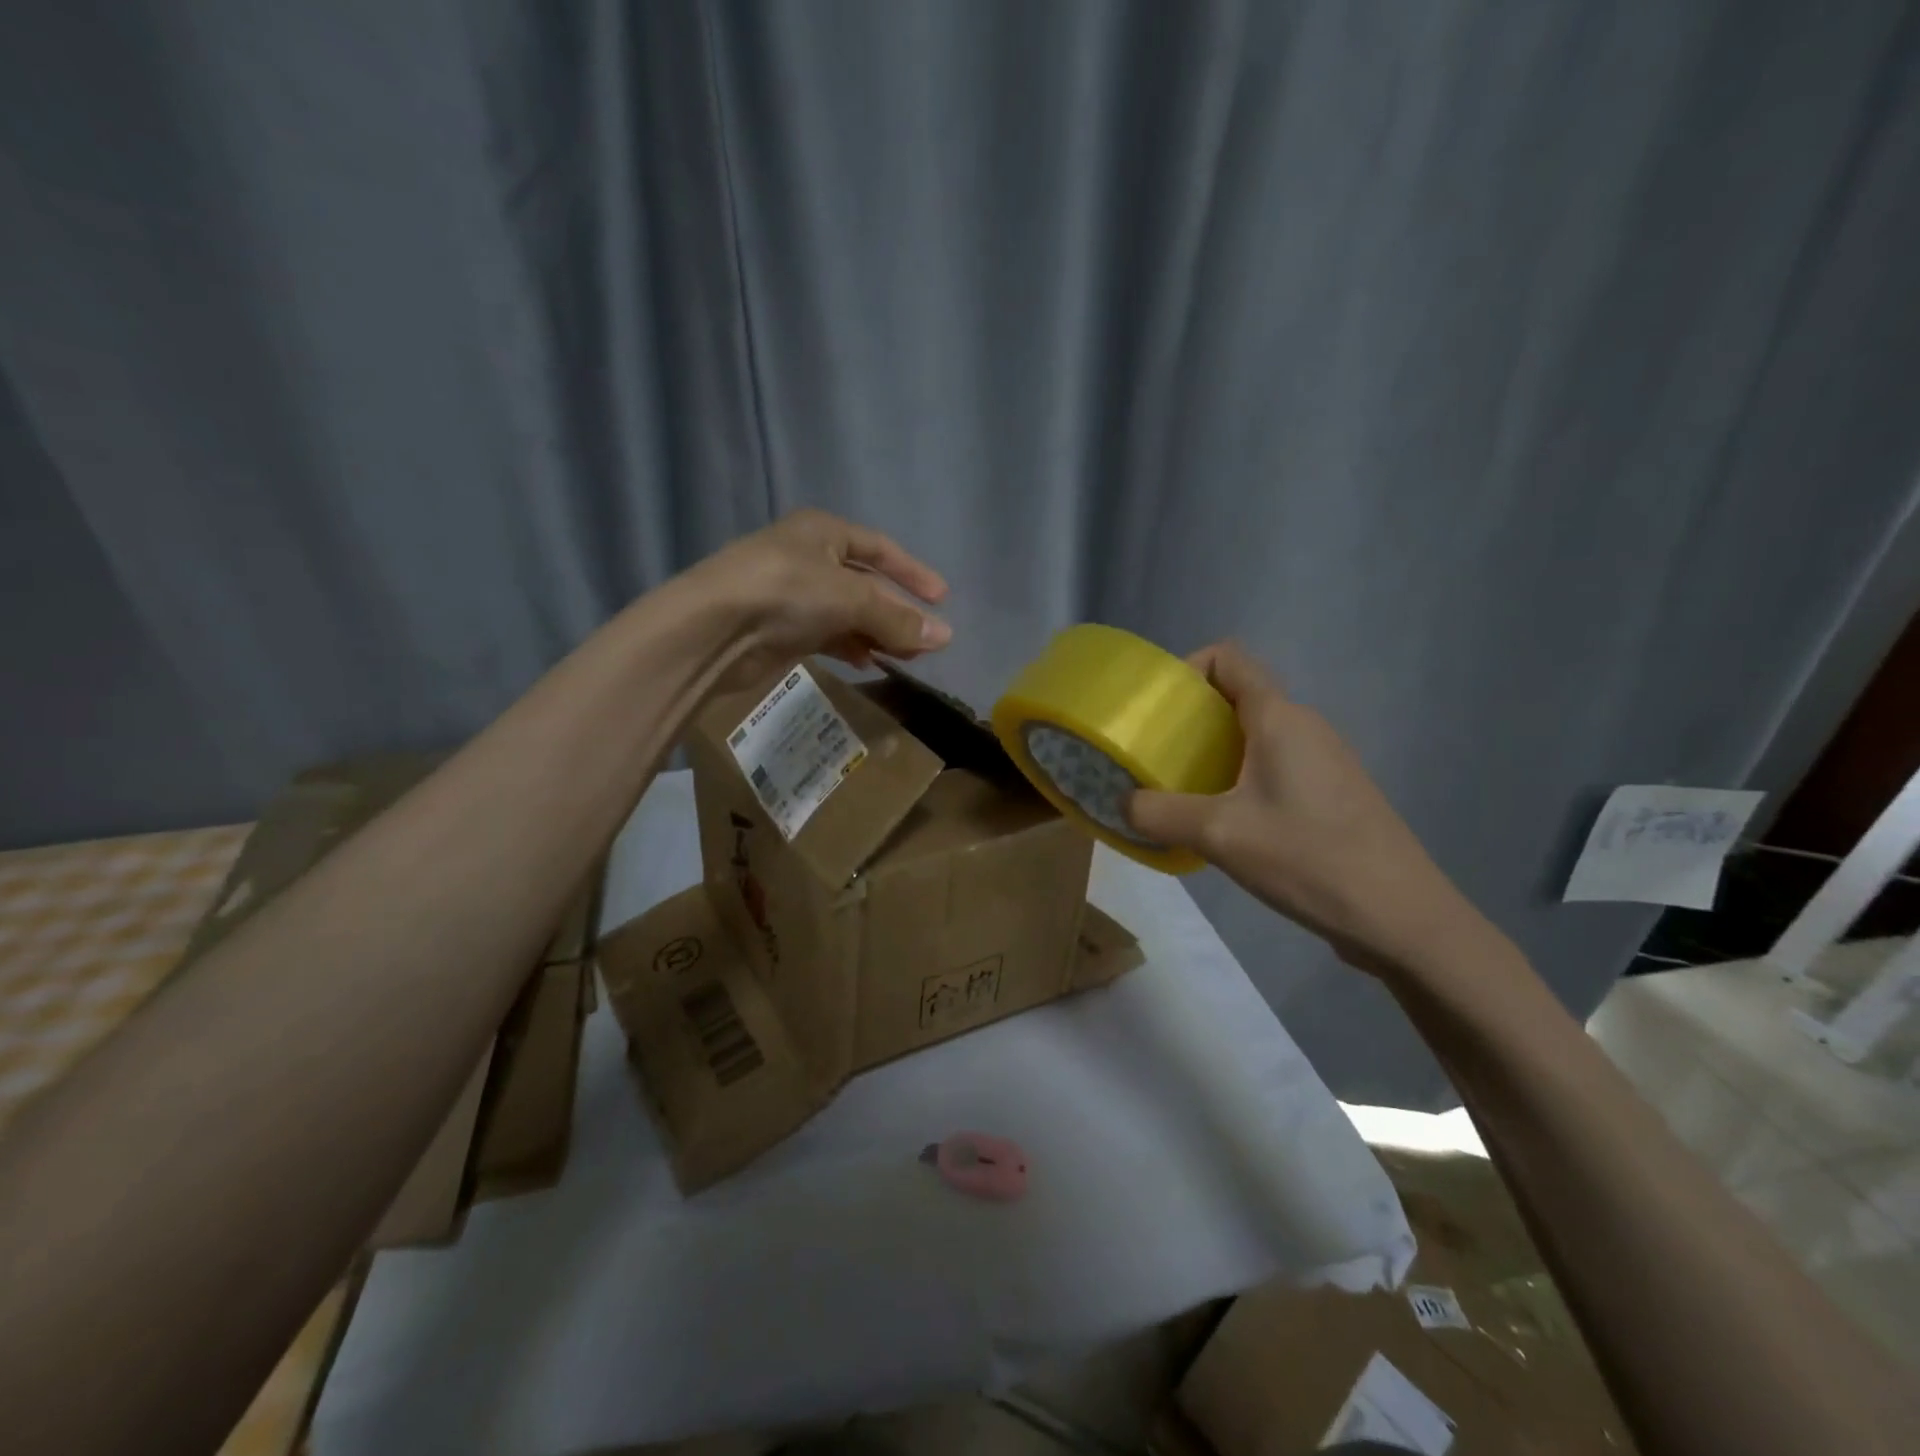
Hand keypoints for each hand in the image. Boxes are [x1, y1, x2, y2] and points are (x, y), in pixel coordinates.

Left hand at [688, 509, 951, 690]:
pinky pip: (829, 636)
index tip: (942, 600)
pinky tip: (869, 664)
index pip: (880, 548)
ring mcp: (794, 595)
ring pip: (849, 614)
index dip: (912, 573)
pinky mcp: (783, 630)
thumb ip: (897, 618)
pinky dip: (851, 647)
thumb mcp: (850, 598)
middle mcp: (809, 558)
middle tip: (927, 642)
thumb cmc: (787, 592)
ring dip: (878, 634)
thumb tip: (945, 636)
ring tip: (906, 658)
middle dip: (897, 612)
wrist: (714, 630)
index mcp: (823, 531)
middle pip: (866, 585)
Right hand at [1125, 642, 1479, 978]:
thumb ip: (1159, 814)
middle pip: (1238, 697)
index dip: (1186, 670)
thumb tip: (1124, 805)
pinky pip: (1273, 767)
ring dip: (1213, 754)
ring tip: (1180, 792)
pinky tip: (1224, 824)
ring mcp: (1324, 761)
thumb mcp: (1219, 835)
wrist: (1402, 918)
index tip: (1157, 711)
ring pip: (1255, 736)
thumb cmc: (1308, 858)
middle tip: (1155, 757)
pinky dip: (1239, 779)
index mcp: (1279, 718)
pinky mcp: (1332, 794)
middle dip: (1190, 720)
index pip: (1228, 658)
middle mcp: (1304, 726)